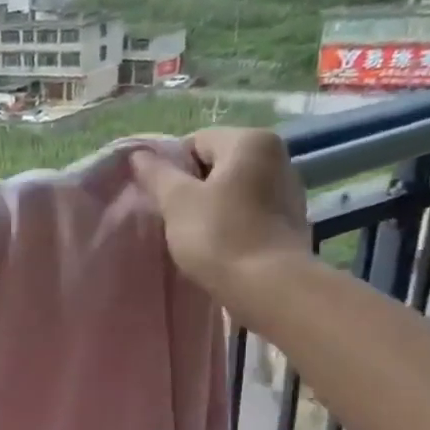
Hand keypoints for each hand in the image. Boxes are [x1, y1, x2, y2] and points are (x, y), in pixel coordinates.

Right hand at [131, 129, 311, 324]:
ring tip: (197, 236)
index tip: (164, 200)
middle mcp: (277, 156)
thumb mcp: (176, 202)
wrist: (269, 287)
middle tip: (176, 219)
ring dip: (212, 207)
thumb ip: (156, 174)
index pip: (196, 141)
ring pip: (234, 190)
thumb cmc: (219, 236)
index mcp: (250, 141)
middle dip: (192, 188)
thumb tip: (138, 154)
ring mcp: (289, 189)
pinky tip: (221, 246)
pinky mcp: (291, 221)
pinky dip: (233, 223)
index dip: (172, 169)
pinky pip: (250, 212)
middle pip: (217, 164)